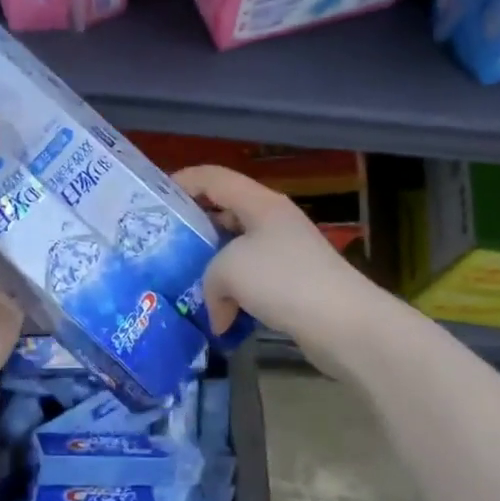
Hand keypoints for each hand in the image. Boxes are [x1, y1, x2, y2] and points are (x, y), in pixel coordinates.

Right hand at [173, 165, 380, 357]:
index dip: (183, 181)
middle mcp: (274, 220)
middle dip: (195, 228)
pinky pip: (254, 279)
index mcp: (260, 203)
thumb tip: (219, 313)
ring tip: (183, 282)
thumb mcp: (229, 270)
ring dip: (213, 266)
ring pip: (238, 249)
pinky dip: (234, 293)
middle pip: (226, 212)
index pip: (214, 177)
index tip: (155, 199)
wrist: (344, 323)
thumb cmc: (284, 280)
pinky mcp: (295, 283)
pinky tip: (219, 315)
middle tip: (163, 246)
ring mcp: (287, 252)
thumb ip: (208, 281)